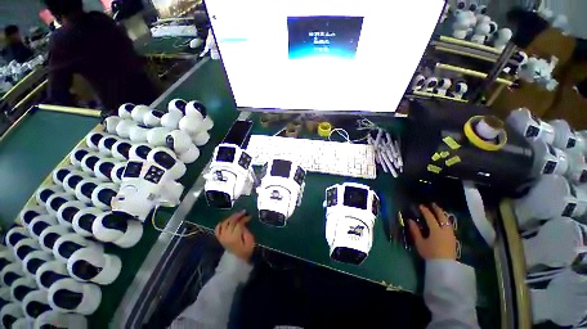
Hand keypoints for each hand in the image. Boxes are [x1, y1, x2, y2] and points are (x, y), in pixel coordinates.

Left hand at [215, 210, 254, 260]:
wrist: (235, 262)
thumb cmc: (245, 252)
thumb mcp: (250, 242)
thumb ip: (246, 231)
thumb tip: (244, 223)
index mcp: (235, 237)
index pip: (239, 223)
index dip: (244, 218)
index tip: (249, 216)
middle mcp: (226, 235)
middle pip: (231, 221)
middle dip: (238, 215)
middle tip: (244, 212)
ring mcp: (221, 236)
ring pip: (224, 223)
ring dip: (231, 217)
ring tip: (237, 215)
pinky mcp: (220, 238)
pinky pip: (218, 228)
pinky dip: (221, 223)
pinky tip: (226, 221)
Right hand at [408, 204, 456, 259]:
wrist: (444, 266)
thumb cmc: (430, 253)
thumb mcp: (420, 242)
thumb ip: (415, 231)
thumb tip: (410, 220)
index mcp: (436, 230)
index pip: (430, 217)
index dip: (425, 211)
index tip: (421, 206)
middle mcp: (445, 230)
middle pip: (442, 217)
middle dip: (437, 210)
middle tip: (433, 204)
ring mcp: (450, 234)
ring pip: (447, 221)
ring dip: (443, 215)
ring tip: (439, 211)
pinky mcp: (453, 239)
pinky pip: (449, 226)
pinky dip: (445, 221)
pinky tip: (443, 222)